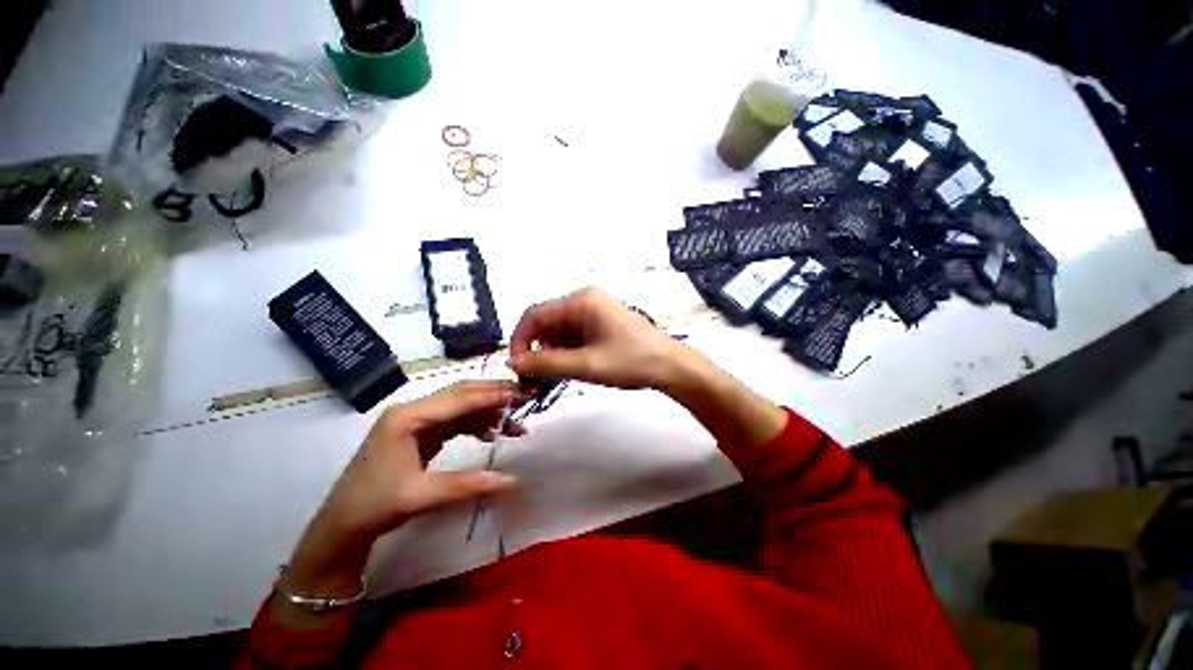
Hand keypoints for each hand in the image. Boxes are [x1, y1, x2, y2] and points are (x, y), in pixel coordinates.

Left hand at [283, 380, 524, 598]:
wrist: (342, 524)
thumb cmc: (374, 506)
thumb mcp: (421, 496)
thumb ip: (467, 485)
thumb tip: (512, 482)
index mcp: (408, 418)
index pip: (459, 399)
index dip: (493, 395)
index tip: (522, 395)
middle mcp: (413, 411)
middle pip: (462, 394)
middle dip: (495, 395)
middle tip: (525, 398)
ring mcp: (416, 420)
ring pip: (461, 405)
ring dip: (488, 411)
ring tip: (515, 423)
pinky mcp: (421, 431)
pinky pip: (455, 420)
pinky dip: (476, 423)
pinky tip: (492, 432)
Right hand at [508, 287, 685, 389]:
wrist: (671, 367)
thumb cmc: (631, 362)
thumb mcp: (586, 365)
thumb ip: (546, 363)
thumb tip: (512, 362)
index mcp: (580, 301)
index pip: (534, 315)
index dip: (519, 340)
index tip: (517, 367)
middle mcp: (584, 300)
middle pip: (546, 323)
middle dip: (538, 350)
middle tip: (538, 379)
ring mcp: (594, 311)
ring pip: (559, 331)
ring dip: (553, 353)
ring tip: (562, 376)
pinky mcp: (601, 322)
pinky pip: (573, 335)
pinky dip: (568, 352)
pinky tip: (576, 367)